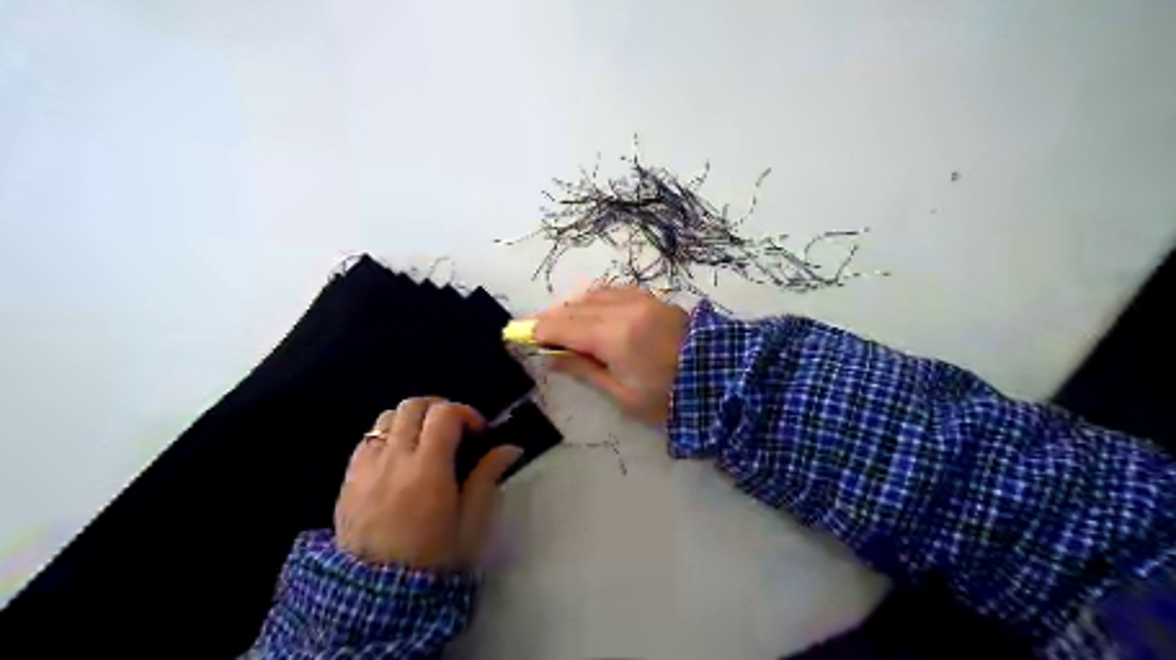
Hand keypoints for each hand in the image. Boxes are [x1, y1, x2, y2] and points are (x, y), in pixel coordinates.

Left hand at [333, 395, 519, 569]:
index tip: (478, 433)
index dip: (466, 413)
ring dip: (412, 419)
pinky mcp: (349, 477)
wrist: (377, 593)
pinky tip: (399, 457)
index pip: (444, 414)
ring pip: (388, 416)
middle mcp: (394, 458)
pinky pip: (367, 438)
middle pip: (414, 405)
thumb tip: (510, 448)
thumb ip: (487, 477)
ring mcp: (367, 466)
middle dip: (440, 408)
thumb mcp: (470, 521)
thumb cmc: (433, 557)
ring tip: (425, 441)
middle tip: (454, 430)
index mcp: (428, 469)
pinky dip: (387, 435)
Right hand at [533, 287, 689, 421]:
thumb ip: (584, 370)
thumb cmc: (668, 398)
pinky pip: (613, 292)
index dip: (539, 331)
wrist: (719, 379)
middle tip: (536, 332)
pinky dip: (594, 300)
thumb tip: (552, 358)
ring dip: (572, 308)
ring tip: (562, 325)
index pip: (564, 327)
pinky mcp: (652, 297)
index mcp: (614, 337)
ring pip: (592, 295)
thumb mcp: (622, 394)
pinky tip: (590, 312)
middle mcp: (623, 310)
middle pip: (574, 308)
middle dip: (551, 319)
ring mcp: (640, 299)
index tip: (520, 335)